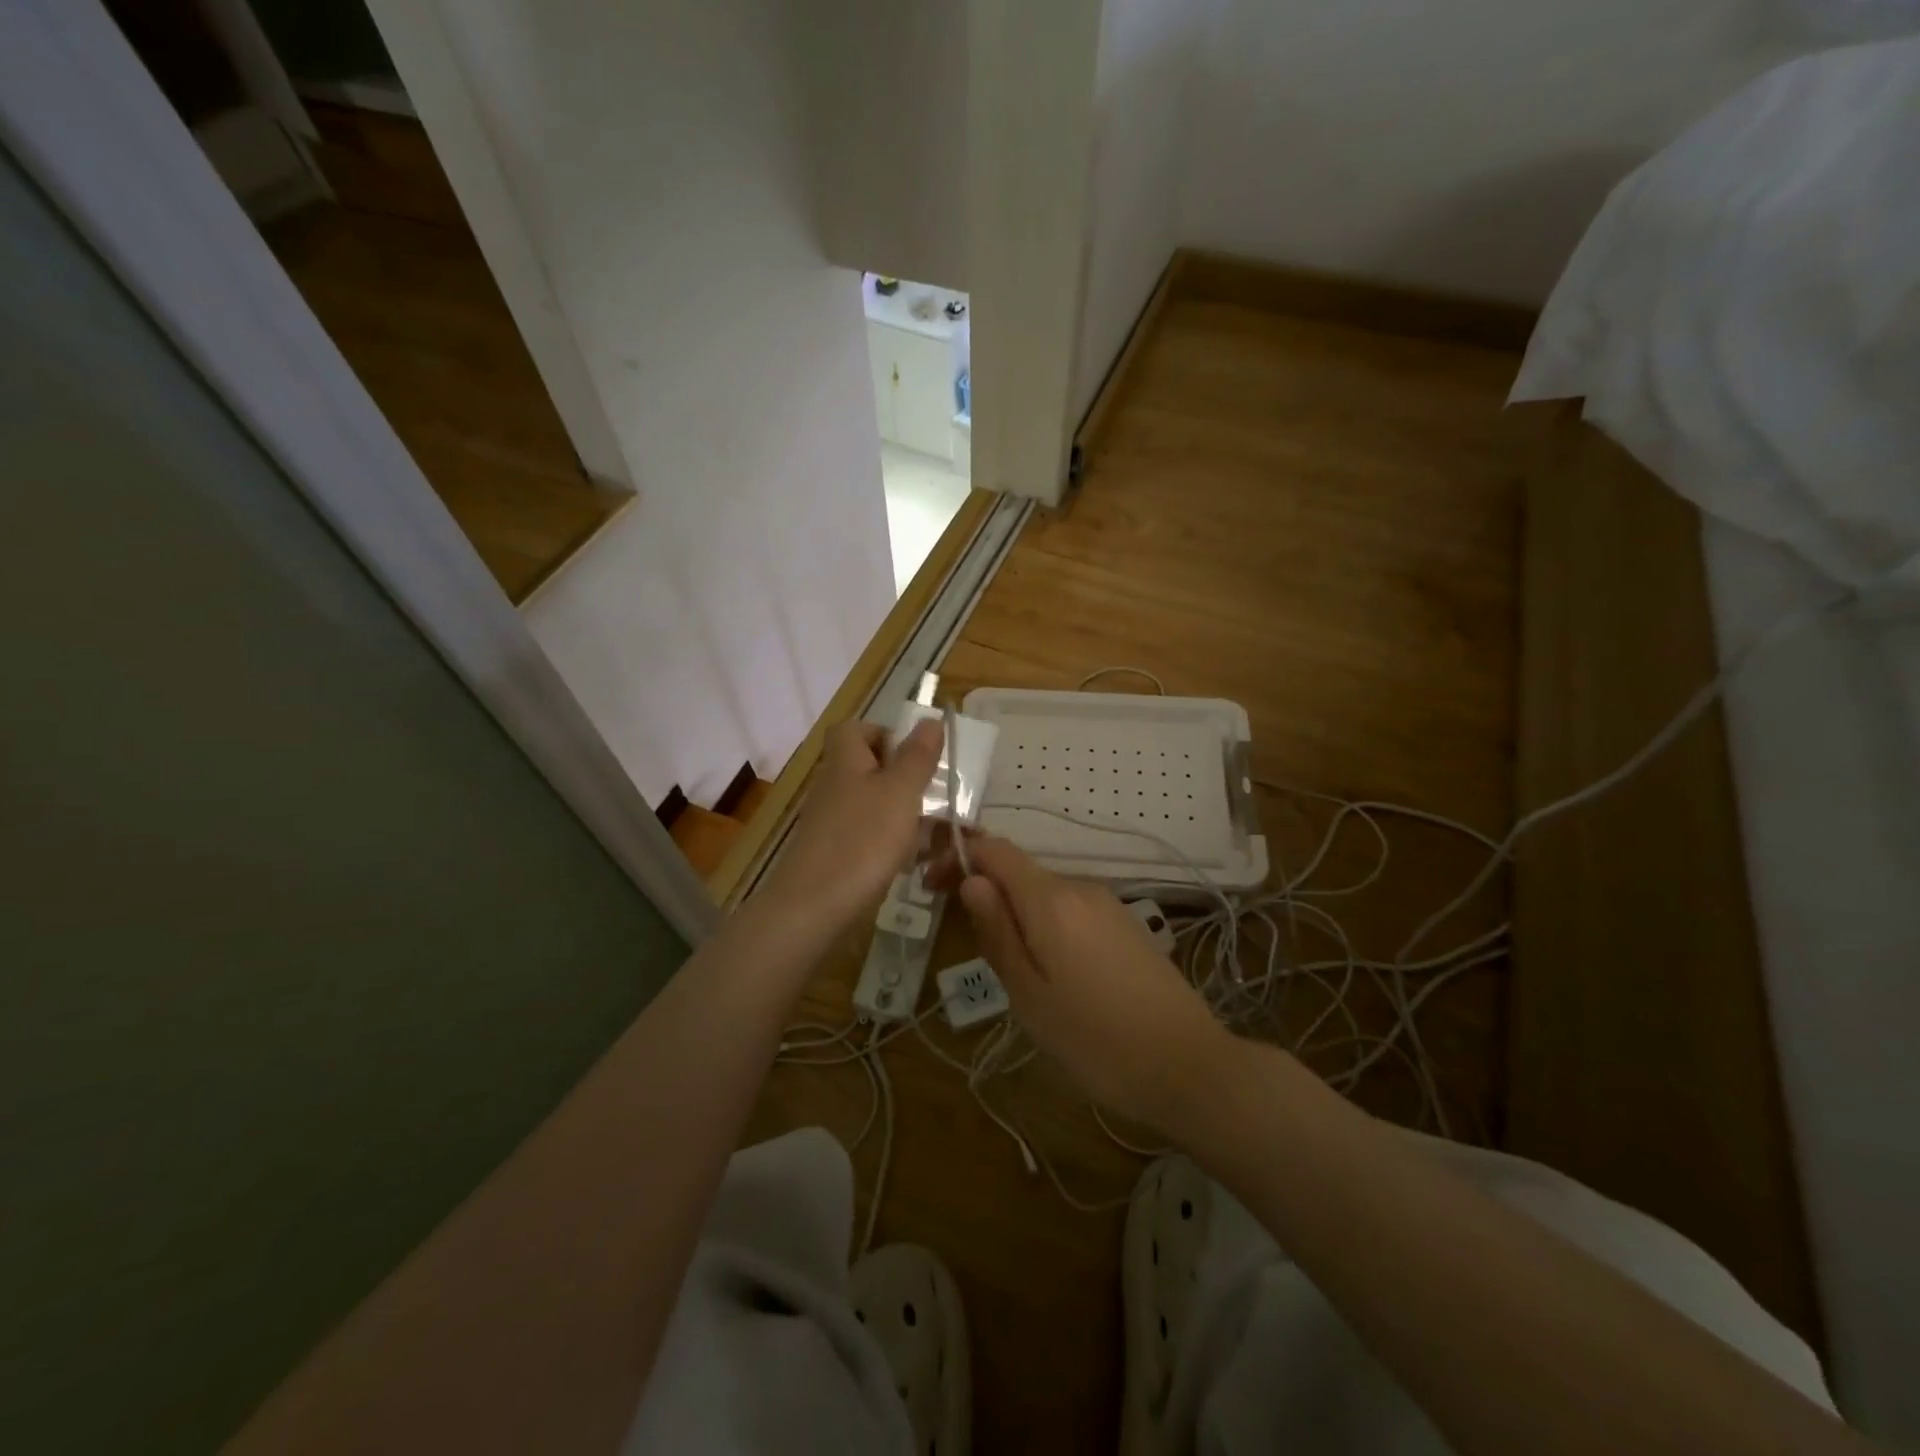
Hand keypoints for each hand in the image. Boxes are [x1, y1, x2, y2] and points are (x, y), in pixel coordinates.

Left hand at [759, 718, 943, 936]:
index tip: (916, 756)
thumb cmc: (862, 839)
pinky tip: (914, 862)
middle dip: (904, 779)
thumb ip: (917, 757)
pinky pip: (868, 837)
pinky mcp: (834, 854)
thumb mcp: (900, 792)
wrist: (813, 907)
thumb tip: (930, 719)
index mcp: (845, 761)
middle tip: (934, 796)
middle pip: (867, 768)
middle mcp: (834, 786)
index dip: (885, 734)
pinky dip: (892, 844)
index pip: (855, 729)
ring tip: (936, 833)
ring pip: (873, 805)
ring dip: (904, 814)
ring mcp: (831, 823)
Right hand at [942, 835, 1232, 1131]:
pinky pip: (1070, 911)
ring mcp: (1107, 905)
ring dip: (1015, 912)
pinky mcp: (1125, 925)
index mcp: (1051, 899)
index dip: (959, 856)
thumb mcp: (1029, 995)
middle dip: (985, 891)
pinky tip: (1051, 971)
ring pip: (1044, 893)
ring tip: (1009, 968)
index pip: (995, 849)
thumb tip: (971, 881)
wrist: (1189, 1066)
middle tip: (966, 939)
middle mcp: (1080, 888)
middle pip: (1019, 870)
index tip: (931, 886)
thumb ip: (997, 931)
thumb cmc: (1096, 1039)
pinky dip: (1045, 925)